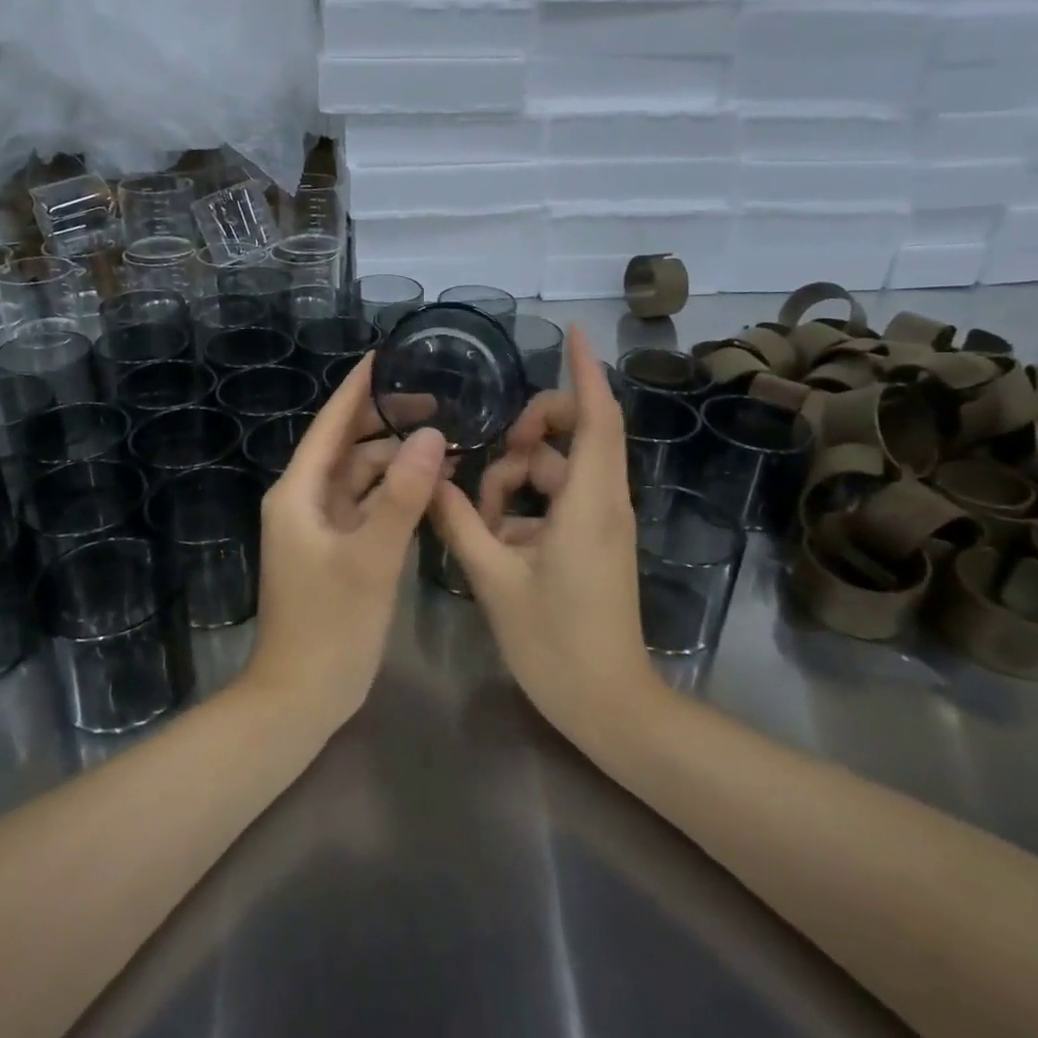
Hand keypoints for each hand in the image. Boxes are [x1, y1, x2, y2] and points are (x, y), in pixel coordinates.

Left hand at [243, 352, 446, 729]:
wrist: (299, 699)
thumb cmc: (330, 626)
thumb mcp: (371, 558)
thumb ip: (402, 496)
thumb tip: (431, 436)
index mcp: (299, 492)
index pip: (331, 424)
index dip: (358, 388)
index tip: (388, 355)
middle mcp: (304, 500)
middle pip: (348, 446)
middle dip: (388, 422)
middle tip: (438, 400)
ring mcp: (320, 527)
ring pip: (361, 477)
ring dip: (397, 460)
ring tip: (446, 442)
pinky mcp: (336, 550)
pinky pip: (367, 506)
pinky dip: (395, 493)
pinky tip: (430, 486)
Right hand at [430, 326, 657, 736]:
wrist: (609, 706)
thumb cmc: (555, 642)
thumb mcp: (494, 578)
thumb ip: (458, 522)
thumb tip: (428, 478)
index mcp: (588, 502)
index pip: (596, 417)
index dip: (585, 371)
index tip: (573, 332)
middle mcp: (603, 501)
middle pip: (576, 434)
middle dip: (529, 430)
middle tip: (491, 453)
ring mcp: (601, 522)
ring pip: (557, 470)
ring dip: (516, 479)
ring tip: (480, 517)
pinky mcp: (593, 541)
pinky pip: (558, 499)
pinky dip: (525, 506)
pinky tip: (494, 536)